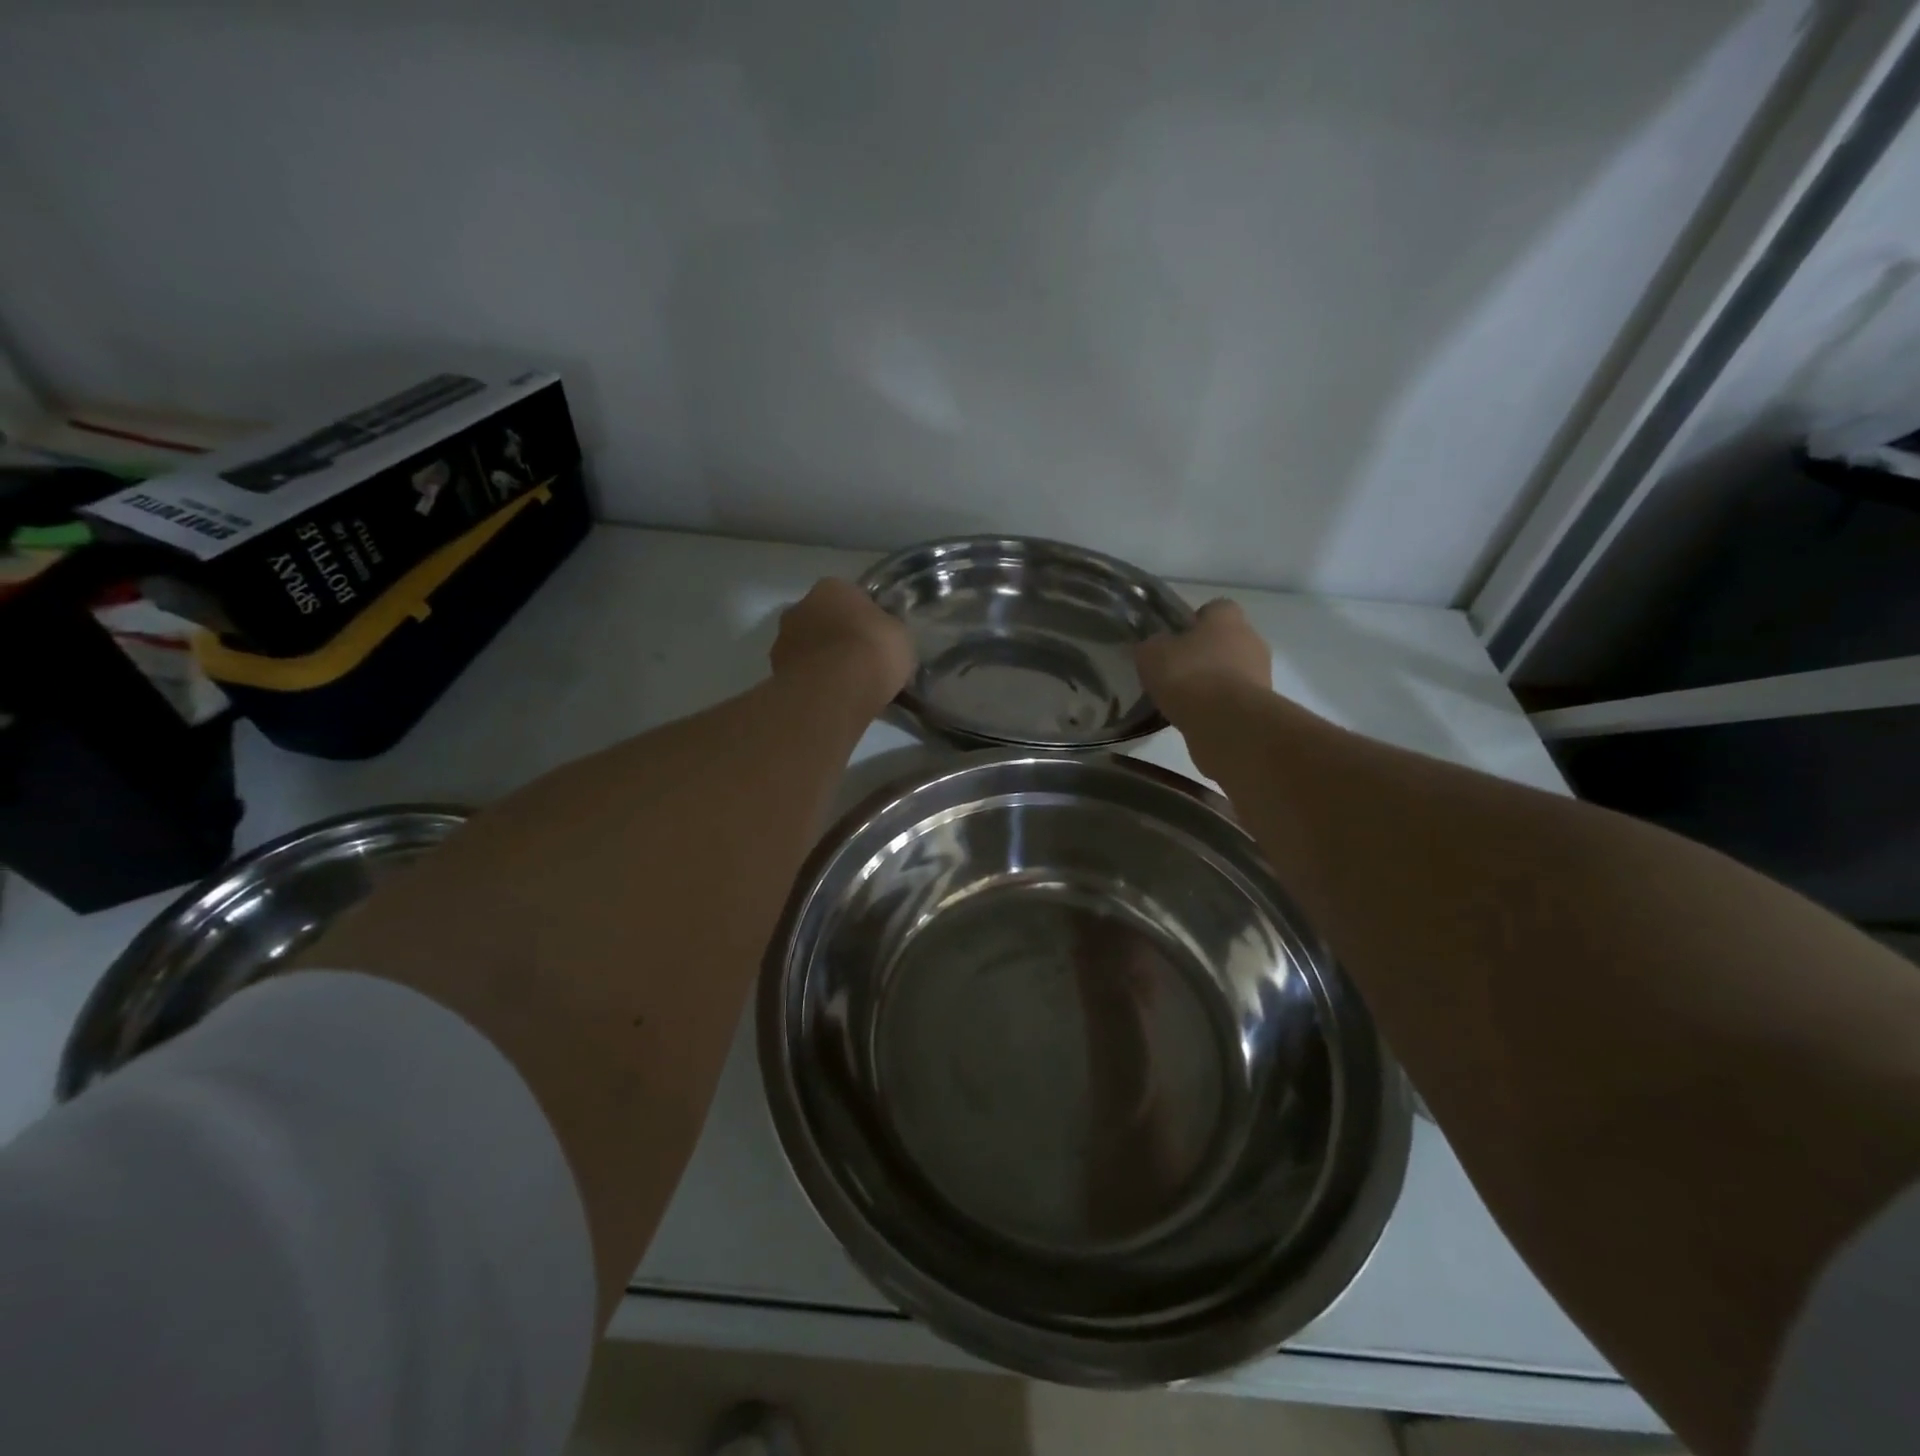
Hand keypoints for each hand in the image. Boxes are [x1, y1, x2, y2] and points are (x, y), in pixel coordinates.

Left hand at [771, 578, 915, 713]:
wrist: (835, 691)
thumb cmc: (873, 651)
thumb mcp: (900, 635)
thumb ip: (889, 629)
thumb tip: (886, 634)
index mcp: (833, 587)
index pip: (851, 597)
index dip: (866, 618)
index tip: (877, 639)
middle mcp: (801, 606)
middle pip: (825, 620)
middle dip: (839, 638)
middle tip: (861, 662)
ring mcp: (783, 640)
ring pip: (810, 648)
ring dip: (823, 661)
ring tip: (847, 687)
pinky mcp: (775, 672)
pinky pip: (802, 674)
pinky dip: (814, 684)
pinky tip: (832, 700)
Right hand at [1136, 599, 1272, 706]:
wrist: (1226, 722)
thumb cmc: (1189, 676)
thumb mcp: (1152, 654)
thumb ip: (1152, 644)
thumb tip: (1155, 645)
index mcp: (1227, 618)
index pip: (1214, 608)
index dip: (1194, 622)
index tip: (1176, 640)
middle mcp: (1251, 639)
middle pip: (1225, 640)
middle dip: (1205, 654)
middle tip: (1177, 672)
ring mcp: (1261, 672)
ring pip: (1232, 670)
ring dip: (1213, 681)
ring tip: (1185, 700)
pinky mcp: (1262, 704)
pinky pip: (1235, 698)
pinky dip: (1219, 705)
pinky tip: (1197, 717)